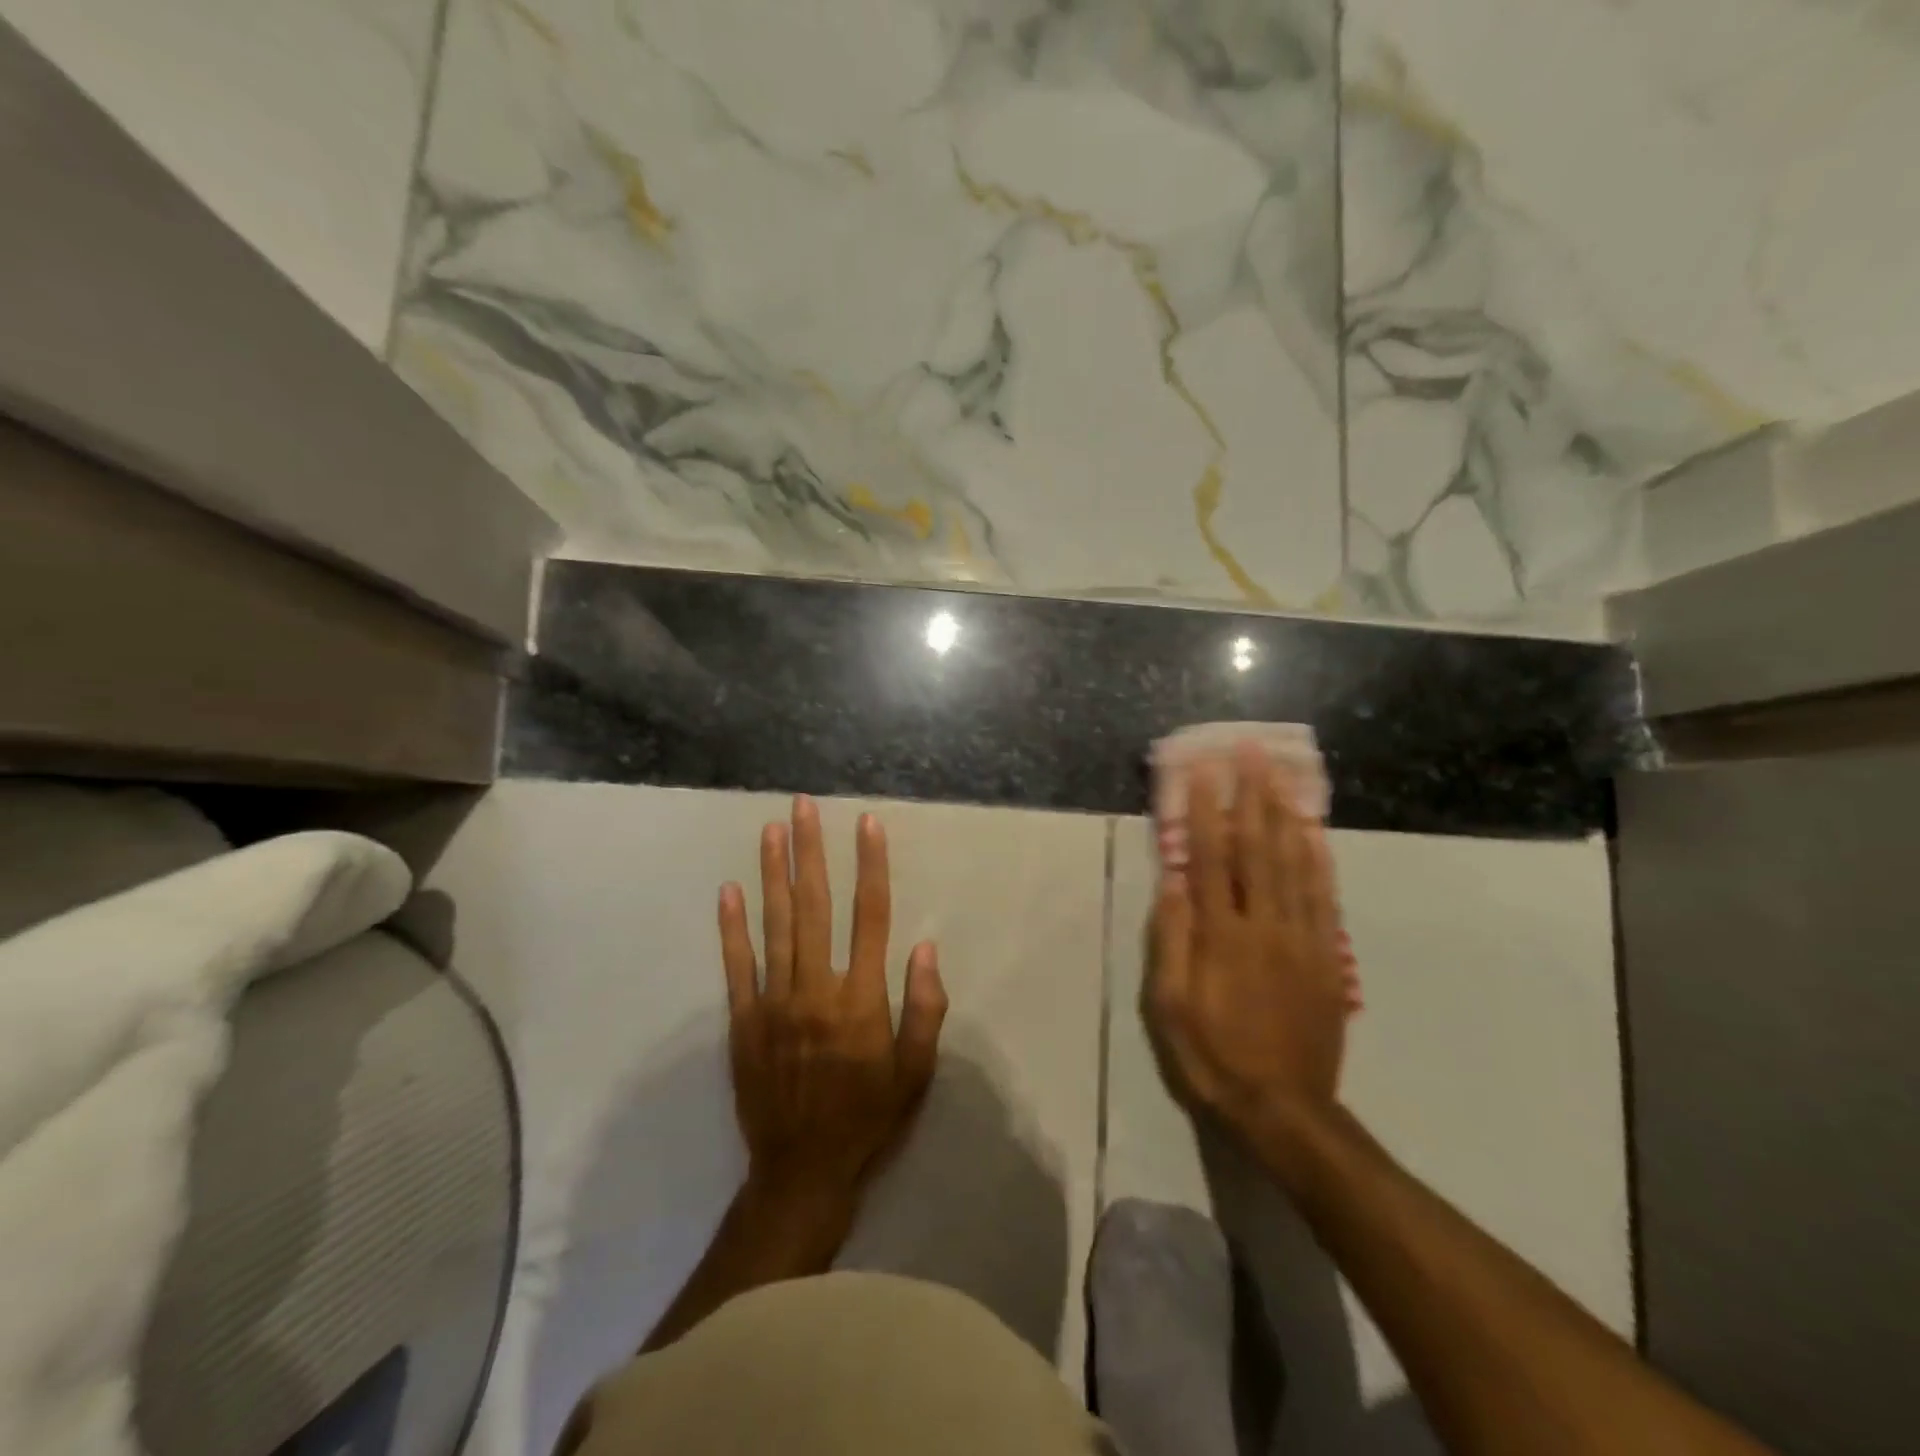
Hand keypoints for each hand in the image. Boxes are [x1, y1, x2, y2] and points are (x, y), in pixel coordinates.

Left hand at [717, 796, 946, 1203]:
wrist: (802, 1169)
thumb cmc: (868, 1116)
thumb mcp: (916, 1071)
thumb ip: (925, 1008)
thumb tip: (926, 948)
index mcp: (861, 997)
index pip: (870, 915)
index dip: (870, 866)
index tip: (867, 824)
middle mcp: (816, 987)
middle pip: (814, 905)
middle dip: (810, 851)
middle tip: (802, 806)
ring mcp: (774, 1001)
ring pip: (775, 924)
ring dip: (772, 873)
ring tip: (770, 830)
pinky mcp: (743, 1020)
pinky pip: (736, 966)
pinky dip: (731, 927)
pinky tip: (728, 891)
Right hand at [1144, 742, 1348, 1157]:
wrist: (1284, 1108)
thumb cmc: (1212, 1055)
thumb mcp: (1169, 1005)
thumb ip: (1172, 940)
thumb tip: (1172, 883)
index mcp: (1221, 936)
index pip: (1211, 859)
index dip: (1206, 811)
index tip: (1203, 771)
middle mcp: (1264, 926)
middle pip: (1259, 848)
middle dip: (1252, 796)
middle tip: (1252, 752)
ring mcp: (1302, 939)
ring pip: (1295, 864)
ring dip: (1286, 815)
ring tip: (1281, 776)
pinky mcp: (1327, 957)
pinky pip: (1324, 897)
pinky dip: (1319, 859)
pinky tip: (1314, 833)